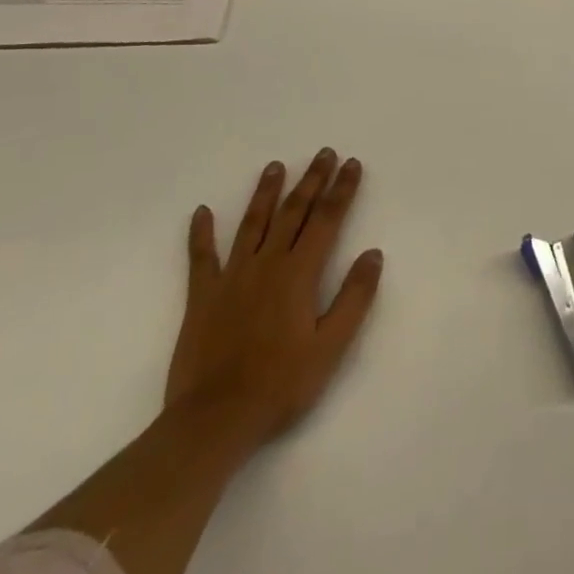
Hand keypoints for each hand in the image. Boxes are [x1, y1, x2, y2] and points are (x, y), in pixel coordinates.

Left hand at [164, 151, 383, 451]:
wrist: (213, 421)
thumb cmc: (280, 385)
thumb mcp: (331, 347)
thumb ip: (354, 298)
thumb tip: (373, 254)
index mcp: (299, 273)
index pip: (327, 219)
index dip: (342, 189)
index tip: (352, 164)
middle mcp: (267, 264)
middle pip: (293, 212)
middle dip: (311, 180)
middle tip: (323, 153)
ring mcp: (232, 277)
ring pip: (252, 224)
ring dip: (266, 193)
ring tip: (275, 166)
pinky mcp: (202, 297)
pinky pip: (201, 258)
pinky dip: (201, 233)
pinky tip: (202, 212)